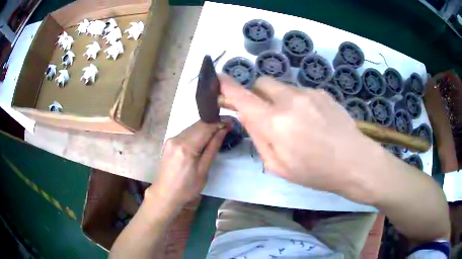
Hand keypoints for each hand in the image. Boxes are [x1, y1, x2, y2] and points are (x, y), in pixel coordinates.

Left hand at [147, 121, 227, 209]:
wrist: (165, 194)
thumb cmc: (187, 187)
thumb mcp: (203, 170)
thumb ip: (212, 148)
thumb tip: (222, 130)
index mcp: (186, 147)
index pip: (205, 127)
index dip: (219, 123)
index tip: (230, 122)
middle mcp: (176, 139)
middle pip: (198, 125)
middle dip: (213, 124)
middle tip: (227, 126)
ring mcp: (171, 140)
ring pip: (191, 128)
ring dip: (205, 128)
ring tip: (218, 131)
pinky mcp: (169, 142)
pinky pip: (185, 133)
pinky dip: (196, 133)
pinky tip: (203, 138)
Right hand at [219, 75, 388, 202]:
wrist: (354, 162)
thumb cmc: (315, 172)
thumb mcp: (278, 165)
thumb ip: (258, 137)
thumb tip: (245, 115)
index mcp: (275, 123)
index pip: (243, 97)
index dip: (227, 87)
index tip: (219, 80)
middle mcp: (290, 100)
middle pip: (262, 83)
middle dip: (257, 94)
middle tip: (266, 113)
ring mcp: (308, 93)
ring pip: (282, 87)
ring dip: (279, 100)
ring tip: (296, 123)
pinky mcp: (322, 92)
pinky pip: (300, 91)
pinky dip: (297, 102)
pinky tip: (312, 120)